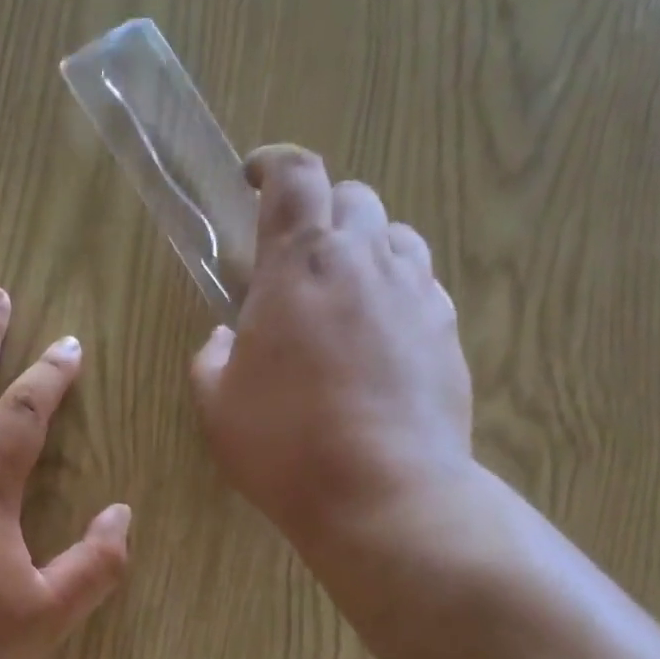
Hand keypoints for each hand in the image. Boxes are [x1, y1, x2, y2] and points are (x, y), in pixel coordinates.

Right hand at [191, 145, 476, 555]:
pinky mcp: (447, 332)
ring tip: (341, 297)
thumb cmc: (285, 446)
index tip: (254, 177)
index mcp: (299, 264)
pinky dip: (395, 293)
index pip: (295, 176)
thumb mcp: (218, 406)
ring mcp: (417, 293)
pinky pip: (422, 286)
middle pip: (352, 197)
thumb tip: (226, 336)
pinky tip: (379, 339)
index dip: (273, 164)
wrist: (384, 493)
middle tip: (295, 260)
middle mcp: (365, 260)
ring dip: (364, 250)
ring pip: (396, 237)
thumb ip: (212, 358)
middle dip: (321, 212)